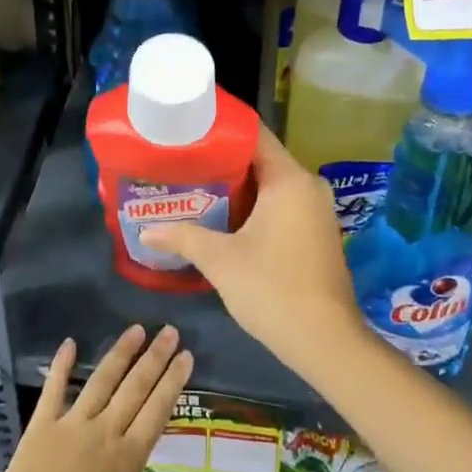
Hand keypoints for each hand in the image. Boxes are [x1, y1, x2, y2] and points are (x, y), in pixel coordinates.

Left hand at [0, 324, 205, 471]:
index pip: (157, 410)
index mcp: (127, 460)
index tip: (187, 355)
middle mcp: (102, 433)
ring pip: (101, 380)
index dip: (173, 381)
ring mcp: (70, 426)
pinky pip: (53, 389)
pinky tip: (69, 343)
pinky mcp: (40, 427)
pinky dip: (61, 365)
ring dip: (120, 353)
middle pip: (134, 387)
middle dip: (154, 357)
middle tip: (170, 331)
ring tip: (136, 329)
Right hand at [139, 127, 366, 376]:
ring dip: (236, 186)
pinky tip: (222, 217)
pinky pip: (280, 203)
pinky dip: (253, 205)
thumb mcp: (220, 260)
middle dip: (221, 160)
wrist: (326, 343)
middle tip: (182, 161)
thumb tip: (145, 231)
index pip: (254, 134)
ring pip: (269, 184)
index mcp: (289, 179)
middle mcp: (307, 185)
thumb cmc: (272, 290)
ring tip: (194, 186)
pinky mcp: (316, 232)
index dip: (220, 129)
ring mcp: (315, 209)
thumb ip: (182, 237)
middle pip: (259, 158)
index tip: (187, 130)